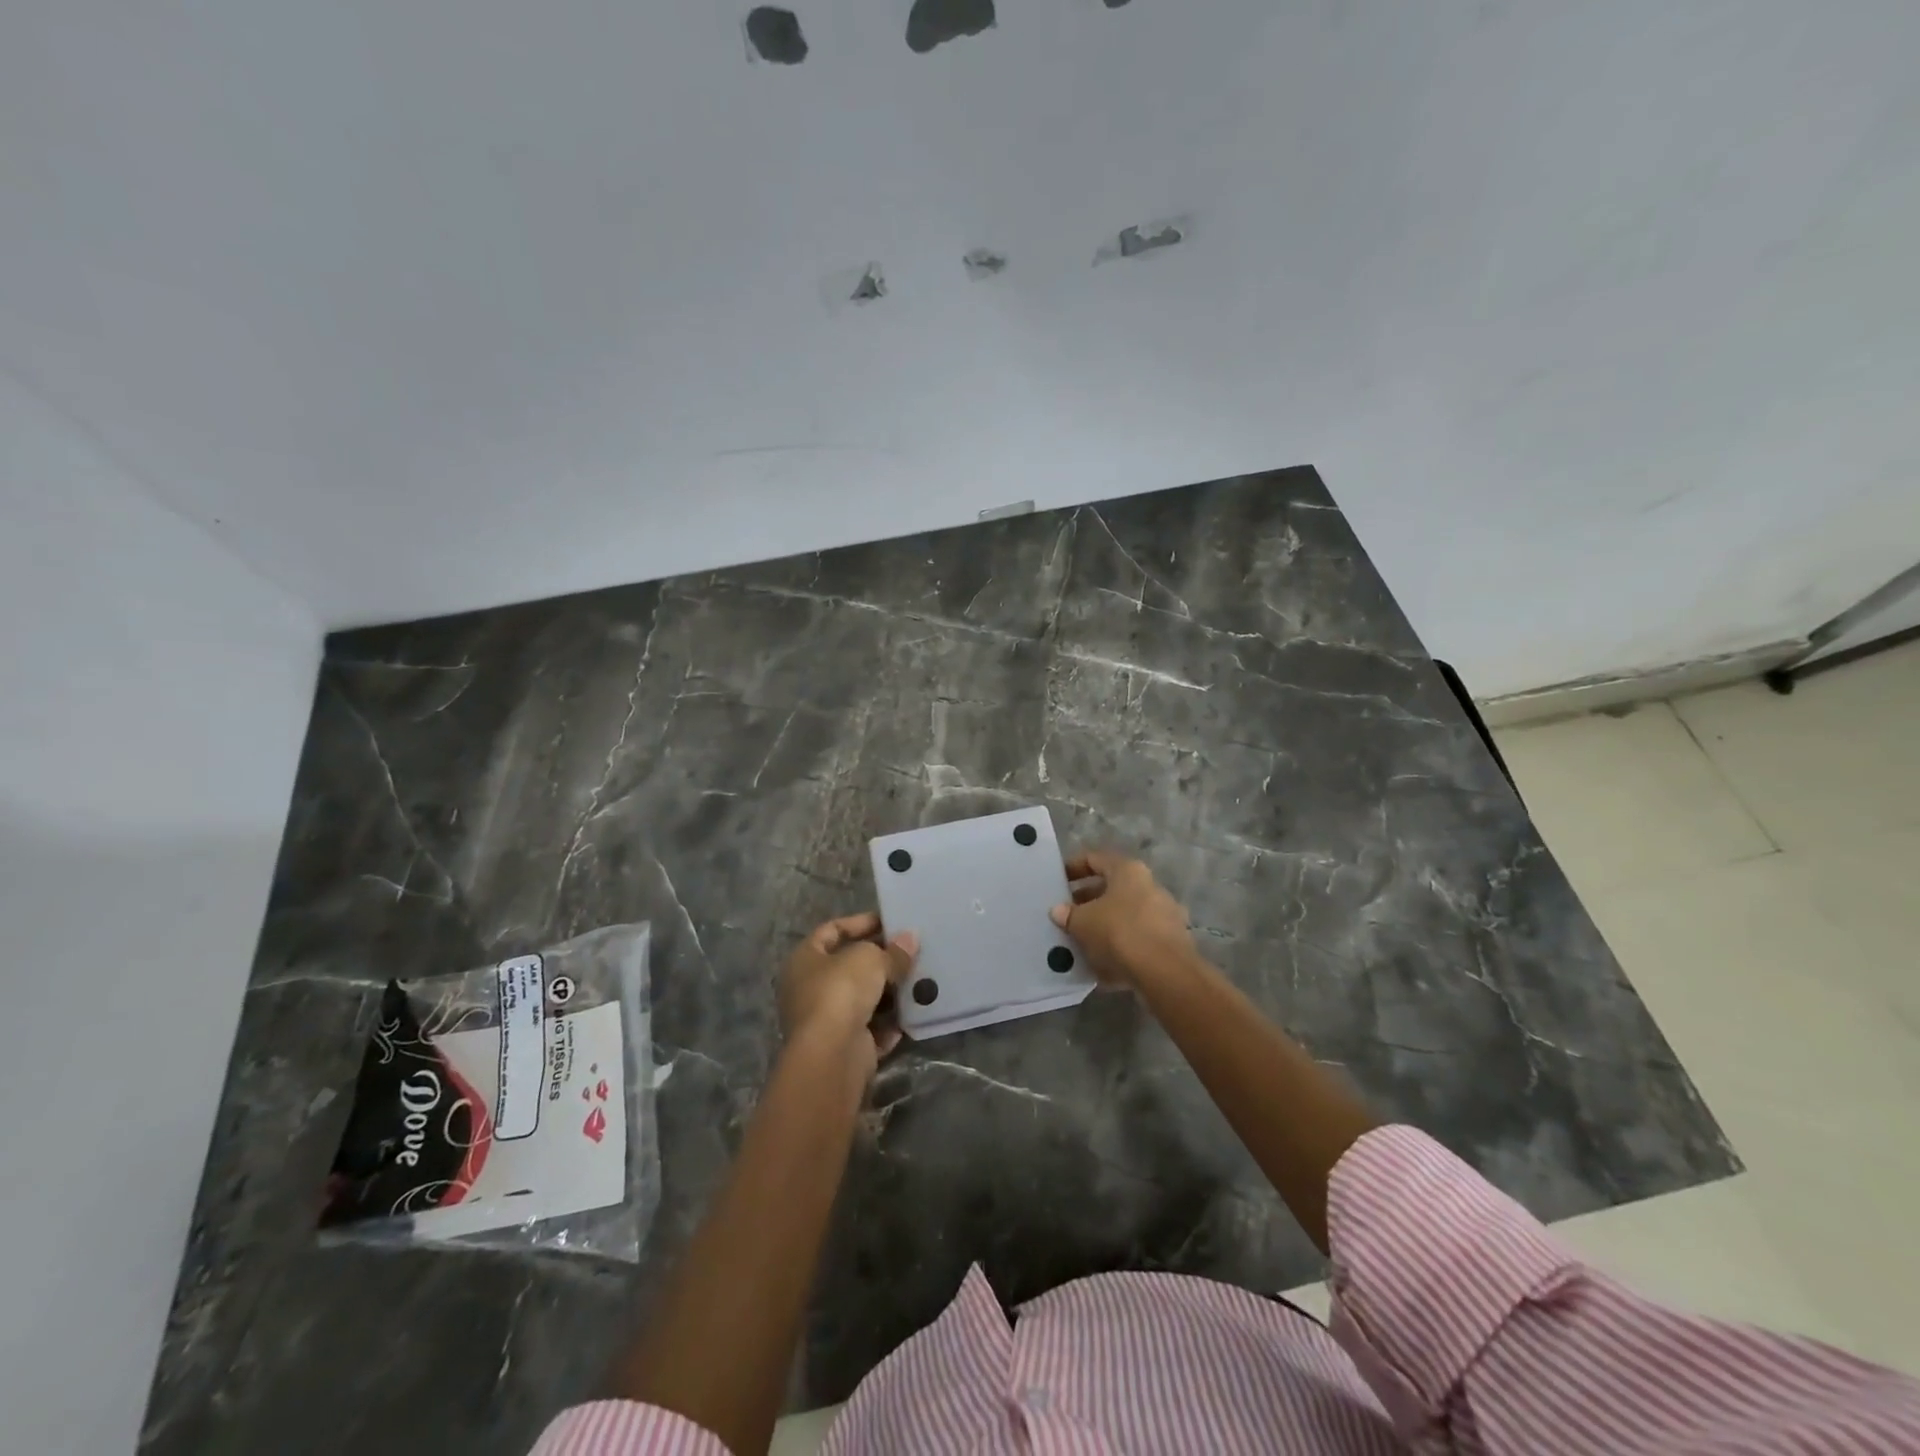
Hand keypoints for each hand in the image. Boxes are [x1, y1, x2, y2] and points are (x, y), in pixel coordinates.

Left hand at [779, 913, 917, 1079]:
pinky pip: (869, 1030)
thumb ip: (893, 951)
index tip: (890, 922)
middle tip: (910, 953)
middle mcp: (808, 988)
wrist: (832, 1055)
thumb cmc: (841, 991)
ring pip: (861, 1000)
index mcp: (804, 959)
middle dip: (879, 960)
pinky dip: (888, 1025)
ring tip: (918, 982)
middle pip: (848, 967)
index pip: (831, 930)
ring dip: (888, 993)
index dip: (860, 922)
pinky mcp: (841, 1047)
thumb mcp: (872, 960)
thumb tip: (911, 939)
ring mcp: (824, 1021)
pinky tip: (911, 1015)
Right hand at [1050, 850, 1196, 990]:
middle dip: (1087, 901)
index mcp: (1128, 871)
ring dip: (1104, 925)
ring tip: (1081, 940)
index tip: (1058, 881)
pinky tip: (1103, 963)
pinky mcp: (1171, 942)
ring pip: (1125, 914)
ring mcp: (1164, 914)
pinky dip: (1120, 946)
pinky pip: (1138, 938)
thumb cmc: (1120, 932)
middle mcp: (1150, 886)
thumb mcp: (1083, 922)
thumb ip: (1068, 914)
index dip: (1073, 867)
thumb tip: (1058, 911)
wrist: (1165, 973)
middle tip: (1067, 914)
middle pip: (1112, 888)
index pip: (1095, 859)